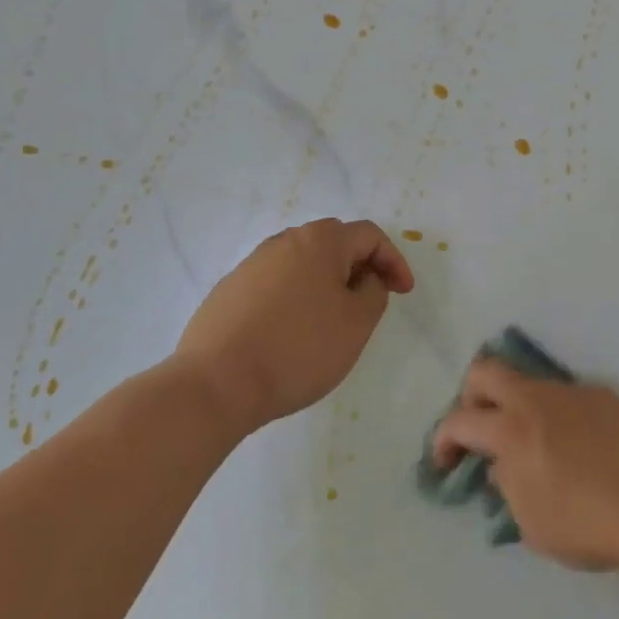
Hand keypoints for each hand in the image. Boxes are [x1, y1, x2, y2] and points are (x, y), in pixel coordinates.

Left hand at [175, 219, 414, 437]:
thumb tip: (365, 279)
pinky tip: (291, 334)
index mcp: (320, 240)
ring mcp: (252, 264)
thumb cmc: (299, 349)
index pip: (369, 236)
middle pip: (334, 243)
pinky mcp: (229, 290)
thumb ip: (374, 292)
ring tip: (331, 321)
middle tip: (369, 302)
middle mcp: (285, 241)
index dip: (393, 261)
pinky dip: (294, 299)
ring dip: (325, 284)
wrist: (216, 383)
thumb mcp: (357, 324)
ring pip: (302, 264)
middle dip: (359, 268)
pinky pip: (275, 284)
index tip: (403, 293)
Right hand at [432, 359, 618, 572]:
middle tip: (478, 430)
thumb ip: (506, 485)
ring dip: (515, 404)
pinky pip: (564, 396)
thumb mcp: (530, 521)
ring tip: (529, 442)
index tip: (444, 461)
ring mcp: (570, 391)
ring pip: (527, 381)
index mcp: (511, 429)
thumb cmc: (586, 525)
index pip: (458, 419)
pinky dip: (554, 414)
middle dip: (470, 397)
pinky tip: (573, 446)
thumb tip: (501, 464)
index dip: (442, 439)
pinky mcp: (601, 394)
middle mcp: (535, 398)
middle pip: (485, 371)